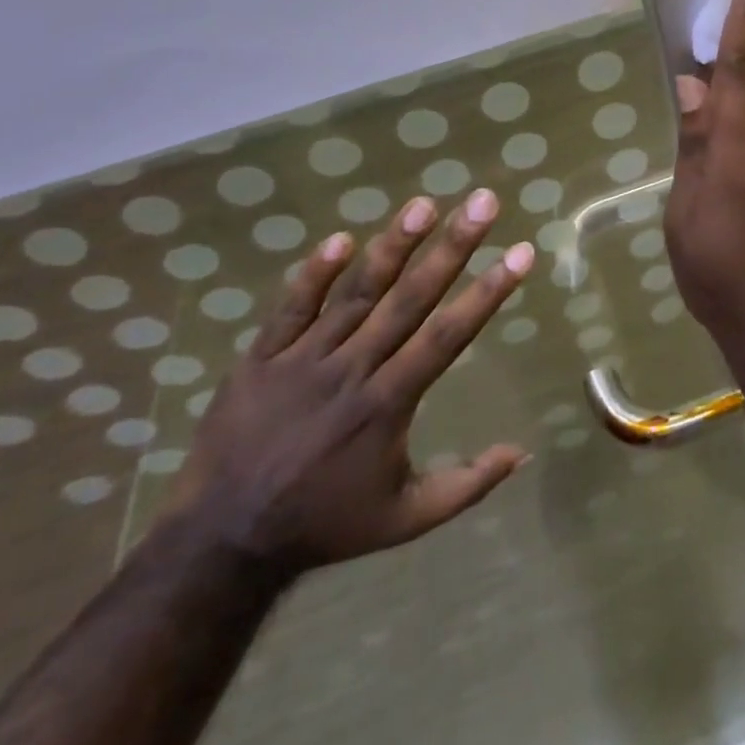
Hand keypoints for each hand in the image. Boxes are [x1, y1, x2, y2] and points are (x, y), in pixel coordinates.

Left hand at [164, 190, 533, 575]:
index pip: (449, 335)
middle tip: (482, 202)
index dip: (487, 292)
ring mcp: (303, 360)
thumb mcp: (406, 519)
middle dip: (452, 247)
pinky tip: (342, 238)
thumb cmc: (325, 524)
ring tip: (423, 204)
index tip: (520, 252)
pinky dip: (314, 274)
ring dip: (392, 247)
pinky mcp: (261, 358)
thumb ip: (467, 484)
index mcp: (389, 403)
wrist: (221, 543)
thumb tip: (523, 453)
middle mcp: (353, 370)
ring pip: (356, 294)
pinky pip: (290, 309)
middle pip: (410, 298)